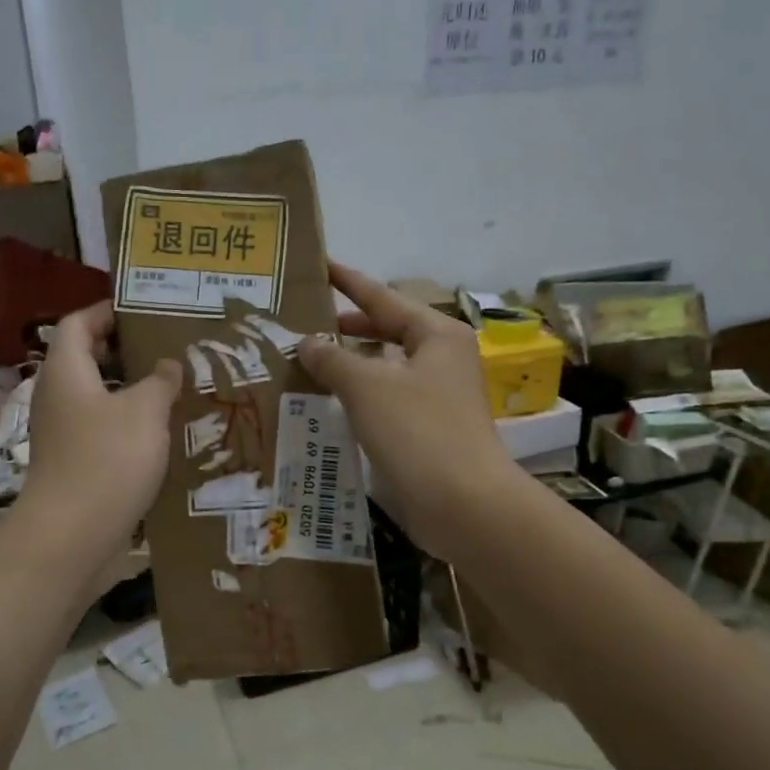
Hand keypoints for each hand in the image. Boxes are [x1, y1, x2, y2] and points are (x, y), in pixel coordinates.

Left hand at [21, 302, 181, 540]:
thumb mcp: (145, 410)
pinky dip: (128, 424)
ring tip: (174, 388)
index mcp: (66, 371)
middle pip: (87, 359)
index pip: (78, 323)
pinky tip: (162, 433)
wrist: (73, 535)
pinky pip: (102, 430)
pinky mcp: (74, 463)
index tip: (145, 310)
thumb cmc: (107, 459)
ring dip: (131, 391)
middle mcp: (58, 396)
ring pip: (98, 397)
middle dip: (126, 351)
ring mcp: (63, 433)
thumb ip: (160, 380)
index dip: (107, 311)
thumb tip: (167, 366)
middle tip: (168, 348)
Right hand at [297, 263, 520, 559]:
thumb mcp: (367, 387)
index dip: (348, 282)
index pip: (383, 298)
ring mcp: (439, 395)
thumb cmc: (418, 431)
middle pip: (388, 331)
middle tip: (305, 321)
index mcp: (436, 334)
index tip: (320, 266)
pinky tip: (331, 402)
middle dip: (348, 327)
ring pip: (387, 367)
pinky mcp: (431, 428)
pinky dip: (361, 395)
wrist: (464, 503)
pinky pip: (389, 398)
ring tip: (309, 360)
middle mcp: (442, 358)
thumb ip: (333, 359)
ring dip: (351, 364)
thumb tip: (308, 342)